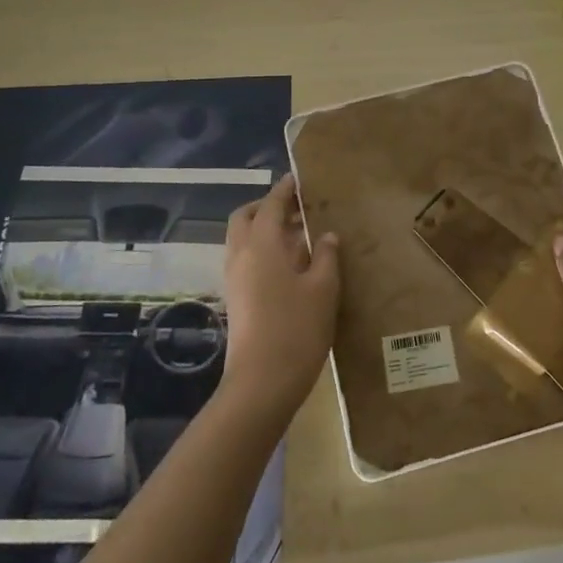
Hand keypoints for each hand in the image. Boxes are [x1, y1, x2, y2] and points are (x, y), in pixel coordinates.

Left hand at [220, 174, 340, 420]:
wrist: (261, 384)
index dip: (285, 190)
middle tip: (297, 208)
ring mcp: (235, 279)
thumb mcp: (323, 289)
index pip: (271, 205)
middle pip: (246, 217)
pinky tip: (292, 264)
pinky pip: (247, 260)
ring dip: (266, 229)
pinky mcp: (237, 299)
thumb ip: (326, 256)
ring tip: (301, 234)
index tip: (299, 178)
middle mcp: (241, 255)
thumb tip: (327, 235)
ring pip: (244, 240)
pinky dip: (264, 250)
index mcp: (262, 245)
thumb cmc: (297, 329)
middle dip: (268, 207)